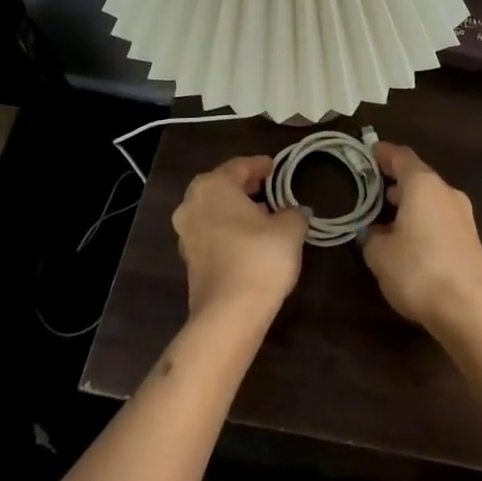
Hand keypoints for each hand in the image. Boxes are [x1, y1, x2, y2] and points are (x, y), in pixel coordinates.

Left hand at [171, 155, 307, 323]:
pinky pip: (211, 233)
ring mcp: (186, 233)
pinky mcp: (188, 260)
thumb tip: (295, 210)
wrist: (228, 315)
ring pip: (215, 210)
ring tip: (265, 215)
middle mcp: (192, 204)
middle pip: (222, 186)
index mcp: (213, 186)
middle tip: (271, 188)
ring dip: (237, 210)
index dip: (261, 165)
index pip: (240, 166)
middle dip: (247, 187)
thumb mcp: (289, 229)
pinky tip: (250, 240)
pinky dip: (229, 230)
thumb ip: (294, 212)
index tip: (277, 167)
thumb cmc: (259, 258)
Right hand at [361, 143, 481, 338]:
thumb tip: (373, 231)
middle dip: (394, 180)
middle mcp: (445, 192)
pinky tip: (408, 238)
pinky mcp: (469, 239)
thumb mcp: (380, 254)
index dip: (382, 153)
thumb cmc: (419, 270)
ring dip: (409, 202)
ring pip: (430, 198)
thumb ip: (371, 236)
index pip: (400, 156)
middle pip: (417, 176)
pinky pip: (439, 218)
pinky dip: (422, 220)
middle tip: (371, 187)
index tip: (367, 152)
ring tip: (385, 214)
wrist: (471, 309)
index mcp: (422, 184)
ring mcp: (462, 215)